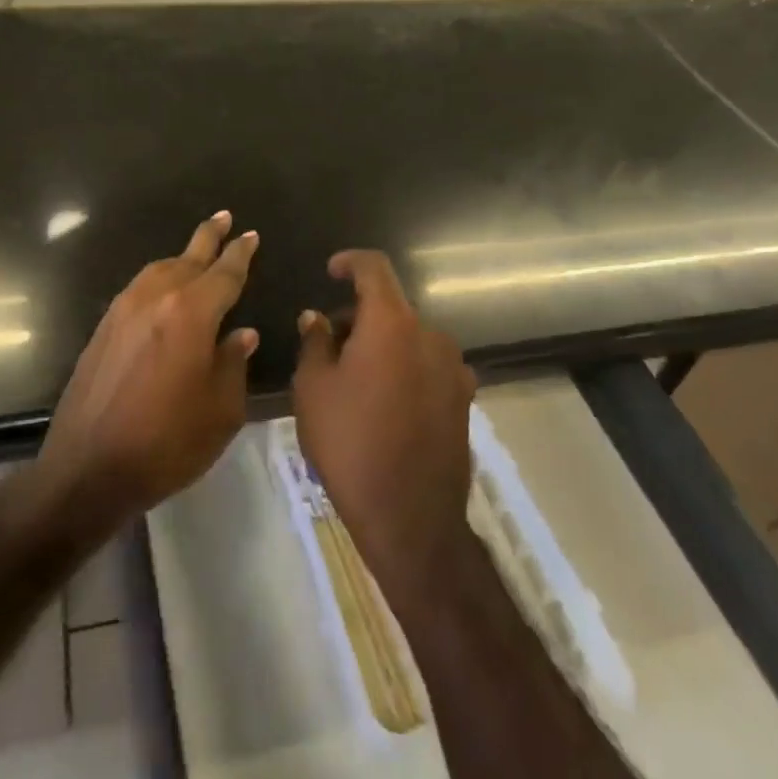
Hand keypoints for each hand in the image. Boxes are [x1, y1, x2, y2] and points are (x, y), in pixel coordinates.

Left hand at [38, 212, 258, 528]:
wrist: (88, 467)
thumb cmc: (167, 442)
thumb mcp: (220, 410)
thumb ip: (233, 364)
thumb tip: (241, 334)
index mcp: (191, 313)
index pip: (224, 273)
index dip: (240, 254)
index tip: (250, 235)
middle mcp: (156, 299)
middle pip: (188, 258)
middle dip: (209, 237)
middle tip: (224, 217)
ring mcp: (123, 310)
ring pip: (159, 269)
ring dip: (182, 258)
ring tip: (197, 254)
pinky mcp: (103, 327)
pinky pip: (138, 288)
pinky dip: (158, 280)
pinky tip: (163, 291)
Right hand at [293, 250, 476, 594]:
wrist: (410, 516)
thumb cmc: (350, 443)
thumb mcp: (314, 389)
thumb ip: (316, 342)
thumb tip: (317, 318)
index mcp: (392, 324)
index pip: (374, 269)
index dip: (350, 262)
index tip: (330, 271)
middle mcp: (430, 335)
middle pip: (391, 307)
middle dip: (358, 316)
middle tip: (328, 344)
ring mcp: (453, 368)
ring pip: (409, 337)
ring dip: (382, 344)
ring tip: (353, 379)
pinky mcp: (463, 398)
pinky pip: (427, 365)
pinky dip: (403, 367)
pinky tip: (384, 403)